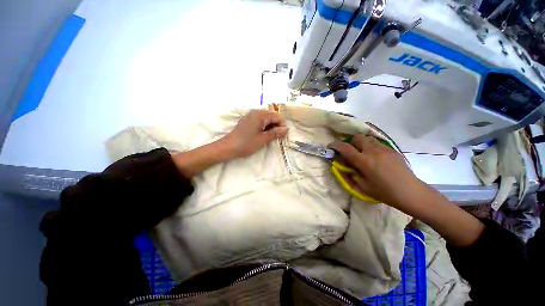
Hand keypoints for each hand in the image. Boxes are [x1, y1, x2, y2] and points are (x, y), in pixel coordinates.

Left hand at [221, 109, 288, 158]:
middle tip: (275, 138)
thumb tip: (286, 129)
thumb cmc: (246, 143)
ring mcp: (250, 116)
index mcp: (260, 114)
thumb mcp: (263, 139)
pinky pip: (259, 121)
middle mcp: (256, 112)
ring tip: (268, 138)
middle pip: (272, 116)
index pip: (277, 116)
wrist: (228, 147)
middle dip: (276, 126)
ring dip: (270, 127)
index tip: (281, 136)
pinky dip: (264, 127)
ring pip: (266, 119)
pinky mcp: (247, 121)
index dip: (282, 126)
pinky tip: (261, 135)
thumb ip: (276, 133)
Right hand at [332, 135, 484, 246]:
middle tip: (350, 152)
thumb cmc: (385, 193)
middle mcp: (373, 151)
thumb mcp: (362, 187)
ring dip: (361, 143)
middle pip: (358, 137)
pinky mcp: (392, 150)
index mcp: (364, 161)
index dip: (336, 145)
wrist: (412, 193)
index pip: (345, 148)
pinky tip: (375, 157)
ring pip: (368, 138)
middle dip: (350, 142)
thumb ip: (350, 174)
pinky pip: (377, 143)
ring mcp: (384, 149)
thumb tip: (342, 166)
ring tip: (363, 154)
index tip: (331, 146)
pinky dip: (371, 146)